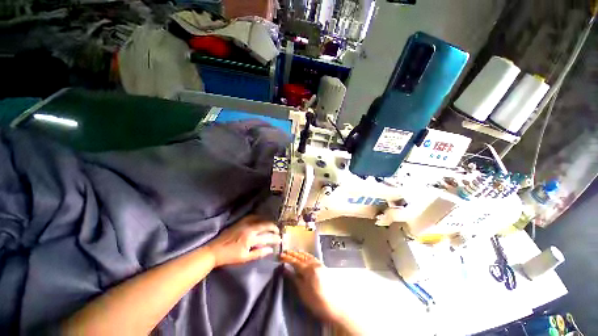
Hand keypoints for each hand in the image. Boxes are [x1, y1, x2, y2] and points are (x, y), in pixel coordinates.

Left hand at [206, 215, 280, 266]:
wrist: (214, 251)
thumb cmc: (230, 257)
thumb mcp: (245, 258)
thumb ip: (258, 253)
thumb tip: (270, 249)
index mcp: (251, 238)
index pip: (267, 237)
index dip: (275, 238)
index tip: (280, 239)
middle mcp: (249, 228)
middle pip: (265, 225)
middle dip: (273, 228)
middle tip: (278, 231)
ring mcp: (244, 223)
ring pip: (260, 219)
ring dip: (267, 221)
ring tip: (272, 225)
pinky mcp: (240, 222)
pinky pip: (252, 216)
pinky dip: (259, 217)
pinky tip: (261, 219)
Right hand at [281, 250, 340, 322]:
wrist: (334, 307)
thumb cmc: (316, 301)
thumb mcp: (302, 291)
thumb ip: (293, 278)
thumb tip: (284, 269)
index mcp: (308, 270)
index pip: (295, 261)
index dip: (286, 258)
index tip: (279, 256)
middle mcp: (314, 264)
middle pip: (301, 256)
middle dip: (292, 254)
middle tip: (283, 252)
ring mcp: (319, 264)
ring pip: (307, 256)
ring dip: (299, 254)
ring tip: (292, 252)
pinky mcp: (323, 267)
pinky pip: (313, 257)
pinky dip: (306, 255)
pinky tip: (304, 255)